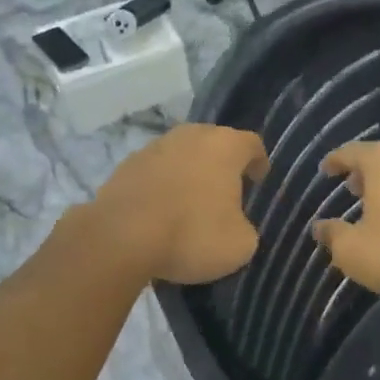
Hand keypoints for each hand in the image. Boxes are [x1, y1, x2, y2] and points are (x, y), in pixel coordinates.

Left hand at [93, 124, 269, 285]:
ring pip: (181, 156)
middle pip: (214, 144)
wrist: (121, 238)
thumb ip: (245, 227)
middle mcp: (190, 136)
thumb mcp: (240, 244)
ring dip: (188, 174)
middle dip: (221, 166)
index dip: (258, 163)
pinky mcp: (125, 165)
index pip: (252, 144)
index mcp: (224, 146)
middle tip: (225, 193)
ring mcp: (154, 147)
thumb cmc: (192, 234)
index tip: (258, 182)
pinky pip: (154, 172)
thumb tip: (235, 225)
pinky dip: (161, 187)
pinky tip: (160, 212)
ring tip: (189, 205)